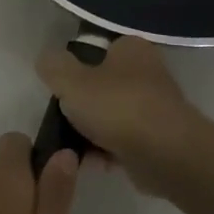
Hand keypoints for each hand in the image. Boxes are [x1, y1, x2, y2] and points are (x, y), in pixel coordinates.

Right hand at [36, 37, 204, 197]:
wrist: (166, 154)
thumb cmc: (118, 107)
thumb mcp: (71, 80)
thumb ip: (53, 66)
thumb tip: (47, 60)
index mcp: (131, 49)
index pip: (96, 51)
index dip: (75, 69)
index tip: (60, 91)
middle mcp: (147, 73)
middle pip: (101, 87)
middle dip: (80, 108)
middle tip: (62, 121)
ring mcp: (155, 108)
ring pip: (110, 117)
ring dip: (90, 134)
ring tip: (72, 150)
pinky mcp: (157, 140)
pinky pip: (122, 143)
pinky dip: (106, 153)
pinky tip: (91, 164)